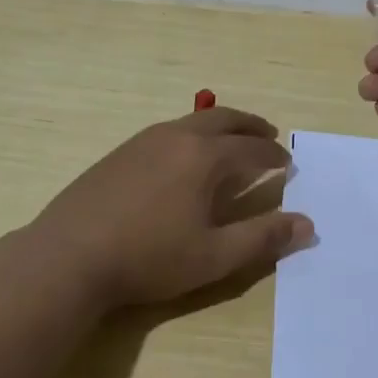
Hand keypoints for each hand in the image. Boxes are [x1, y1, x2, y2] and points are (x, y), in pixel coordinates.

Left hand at [32, 107, 312, 309]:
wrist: (69, 256)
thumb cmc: (149, 258)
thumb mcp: (214, 256)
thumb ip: (263, 238)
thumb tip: (307, 224)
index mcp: (204, 157)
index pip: (252, 149)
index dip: (274, 157)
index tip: (288, 164)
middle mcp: (176, 137)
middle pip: (223, 119)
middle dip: (250, 126)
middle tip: (268, 135)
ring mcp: (143, 141)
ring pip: (192, 121)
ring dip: (219, 127)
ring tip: (230, 143)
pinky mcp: (119, 153)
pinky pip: (167, 131)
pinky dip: (191, 136)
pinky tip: (184, 159)